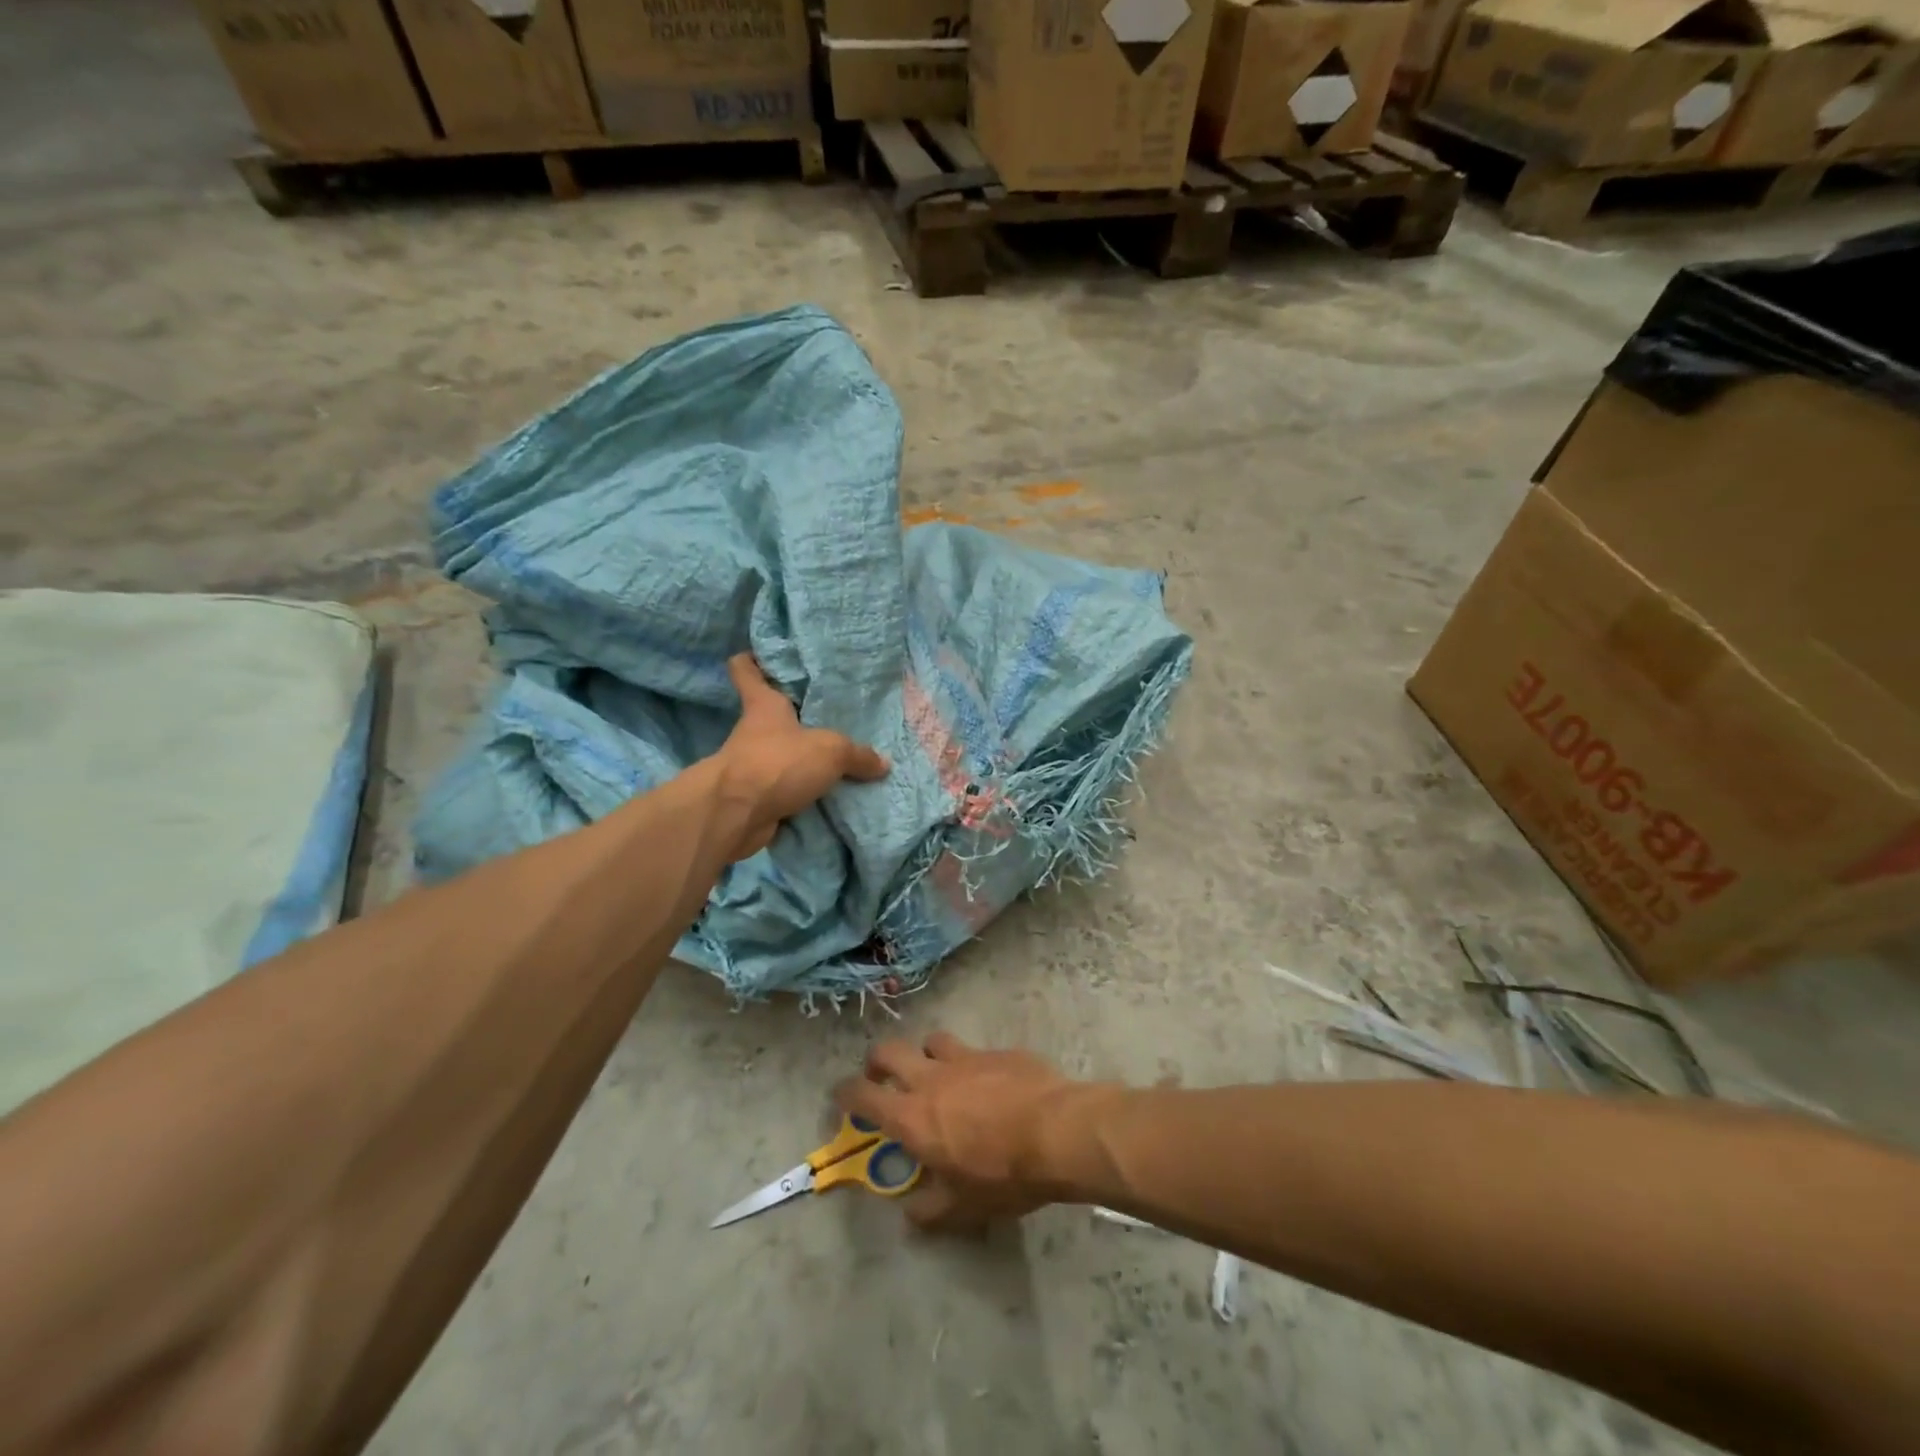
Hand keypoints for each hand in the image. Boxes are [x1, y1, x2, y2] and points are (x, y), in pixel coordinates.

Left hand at [715, 654, 888, 859]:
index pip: (746, 670)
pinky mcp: (755, 797)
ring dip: (801, 759)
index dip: (752, 662)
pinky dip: (801, 793)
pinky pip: (785, 790)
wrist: (738, 814)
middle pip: (771, 715)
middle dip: (795, 716)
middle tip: (829, 713)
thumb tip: (883, 763)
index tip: (762, 656)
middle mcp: (754, 731)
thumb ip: (858, 755)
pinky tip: (829, 795)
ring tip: (837, 759)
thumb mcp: (831, 751)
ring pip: (780, 754)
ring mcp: (752, 766)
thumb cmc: (779, 762)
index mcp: (764, 704)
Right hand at [835, 1033, 1110, 1230]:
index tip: (841, 1096)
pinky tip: (988, 1082)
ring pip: (931, 1041)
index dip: (845, 1093)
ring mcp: (966, 1058)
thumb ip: (930, 1211)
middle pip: (890, 1051)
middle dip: (877, 1061)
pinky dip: (971, 1064)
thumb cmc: (1003, 1174)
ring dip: (926, 1055)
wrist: (1056, 1131)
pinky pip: (974, 1051)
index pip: (863, 1095)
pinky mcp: (997, 1051)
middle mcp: (931, 1078)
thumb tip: (910, 1214)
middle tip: (881, 1075)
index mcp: (912, 1116)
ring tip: (936, 1073)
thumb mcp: (963, 1208)